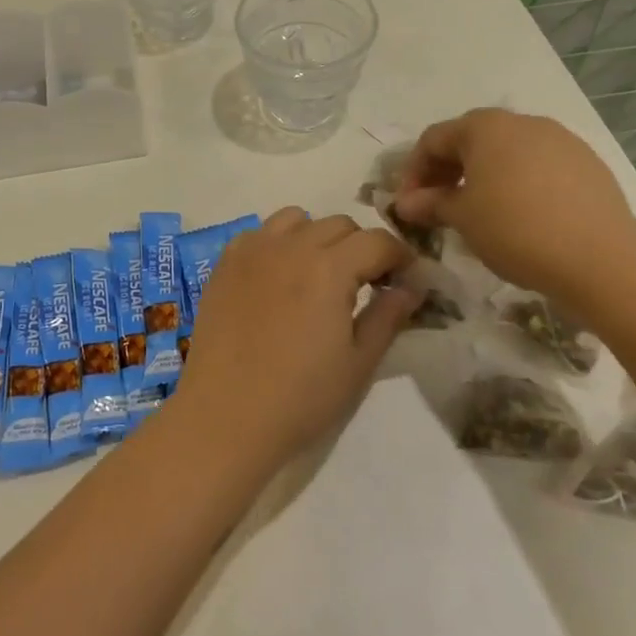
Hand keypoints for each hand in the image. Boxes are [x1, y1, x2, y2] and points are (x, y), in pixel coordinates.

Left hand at [175, 209, 417, 471]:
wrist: (225, 416)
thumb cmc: (300, 398)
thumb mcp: (358, 363)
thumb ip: (388, 317)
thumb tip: (411, 287)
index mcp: (329, 268)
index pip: (378, 241)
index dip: (400, 257)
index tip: (406, 280)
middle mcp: (290, 246)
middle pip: (339, 224)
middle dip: (361, 247)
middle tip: (366, 283)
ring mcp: (252, 250)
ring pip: (297, 220)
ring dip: (317, 237)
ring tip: (319, 275)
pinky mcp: (224, 263)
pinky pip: (260, 233)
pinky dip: (278, 243)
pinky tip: (279, 277)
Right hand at [392, 108, 635, 309]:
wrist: (600, 258)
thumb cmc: (515, 229)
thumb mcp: (462, 218)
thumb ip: (430, 204)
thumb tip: (405, 203)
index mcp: (485, 127)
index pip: (433, 139)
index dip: (413, 171)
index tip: (407, 204)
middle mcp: (523, 122)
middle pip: (472, 140)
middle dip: (448, 172)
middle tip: (438, 206)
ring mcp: (560, 140)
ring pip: (508, 152)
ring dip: (484, 177)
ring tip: (478, 212)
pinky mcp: (587, 163)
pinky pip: (539, 167)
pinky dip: (519, 184)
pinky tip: (520, 216)